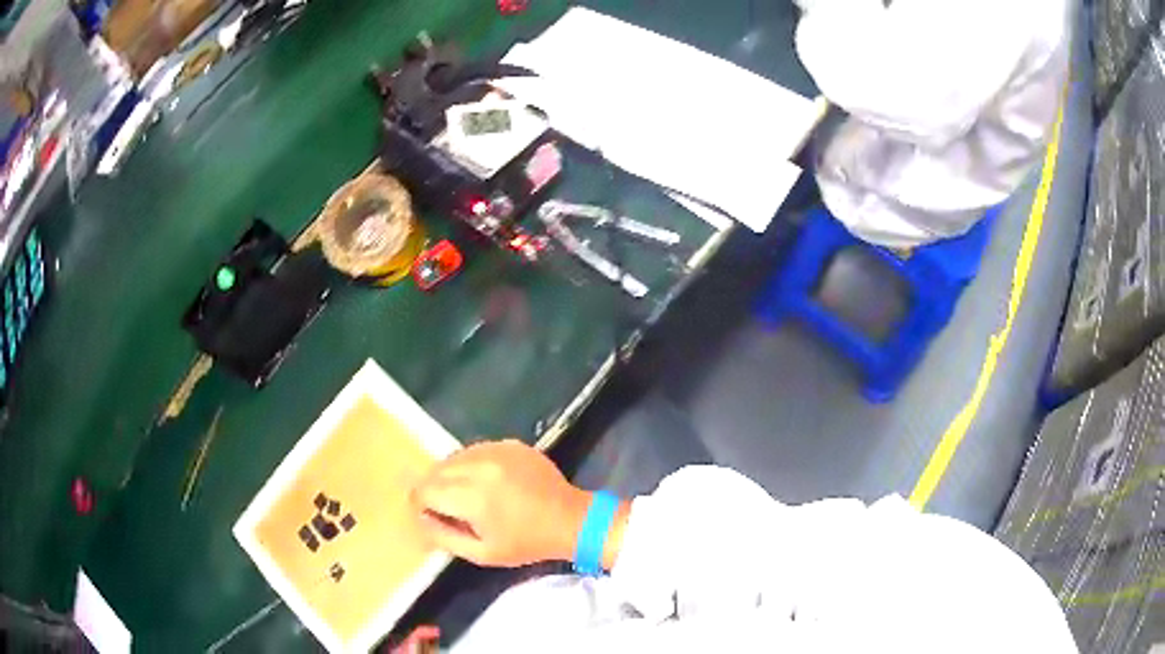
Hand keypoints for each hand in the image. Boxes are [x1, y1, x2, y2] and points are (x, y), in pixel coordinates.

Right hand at [411, 440, 591, 566]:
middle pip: (436, 470)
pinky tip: (485, 482)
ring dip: (450, 474)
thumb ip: (444, 536)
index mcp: (471, 496)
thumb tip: (421, 519)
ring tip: (465, 495)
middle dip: (433, 488)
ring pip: (454, 457)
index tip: (427, 514)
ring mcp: (496, 450)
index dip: (420, 503)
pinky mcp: (510, 444)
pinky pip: (476, 450)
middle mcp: (479, 466)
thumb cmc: (526, 542)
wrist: (570, 519)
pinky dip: (471, 464)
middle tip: (445, 507)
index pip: (425, 490)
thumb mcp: (482, 553)